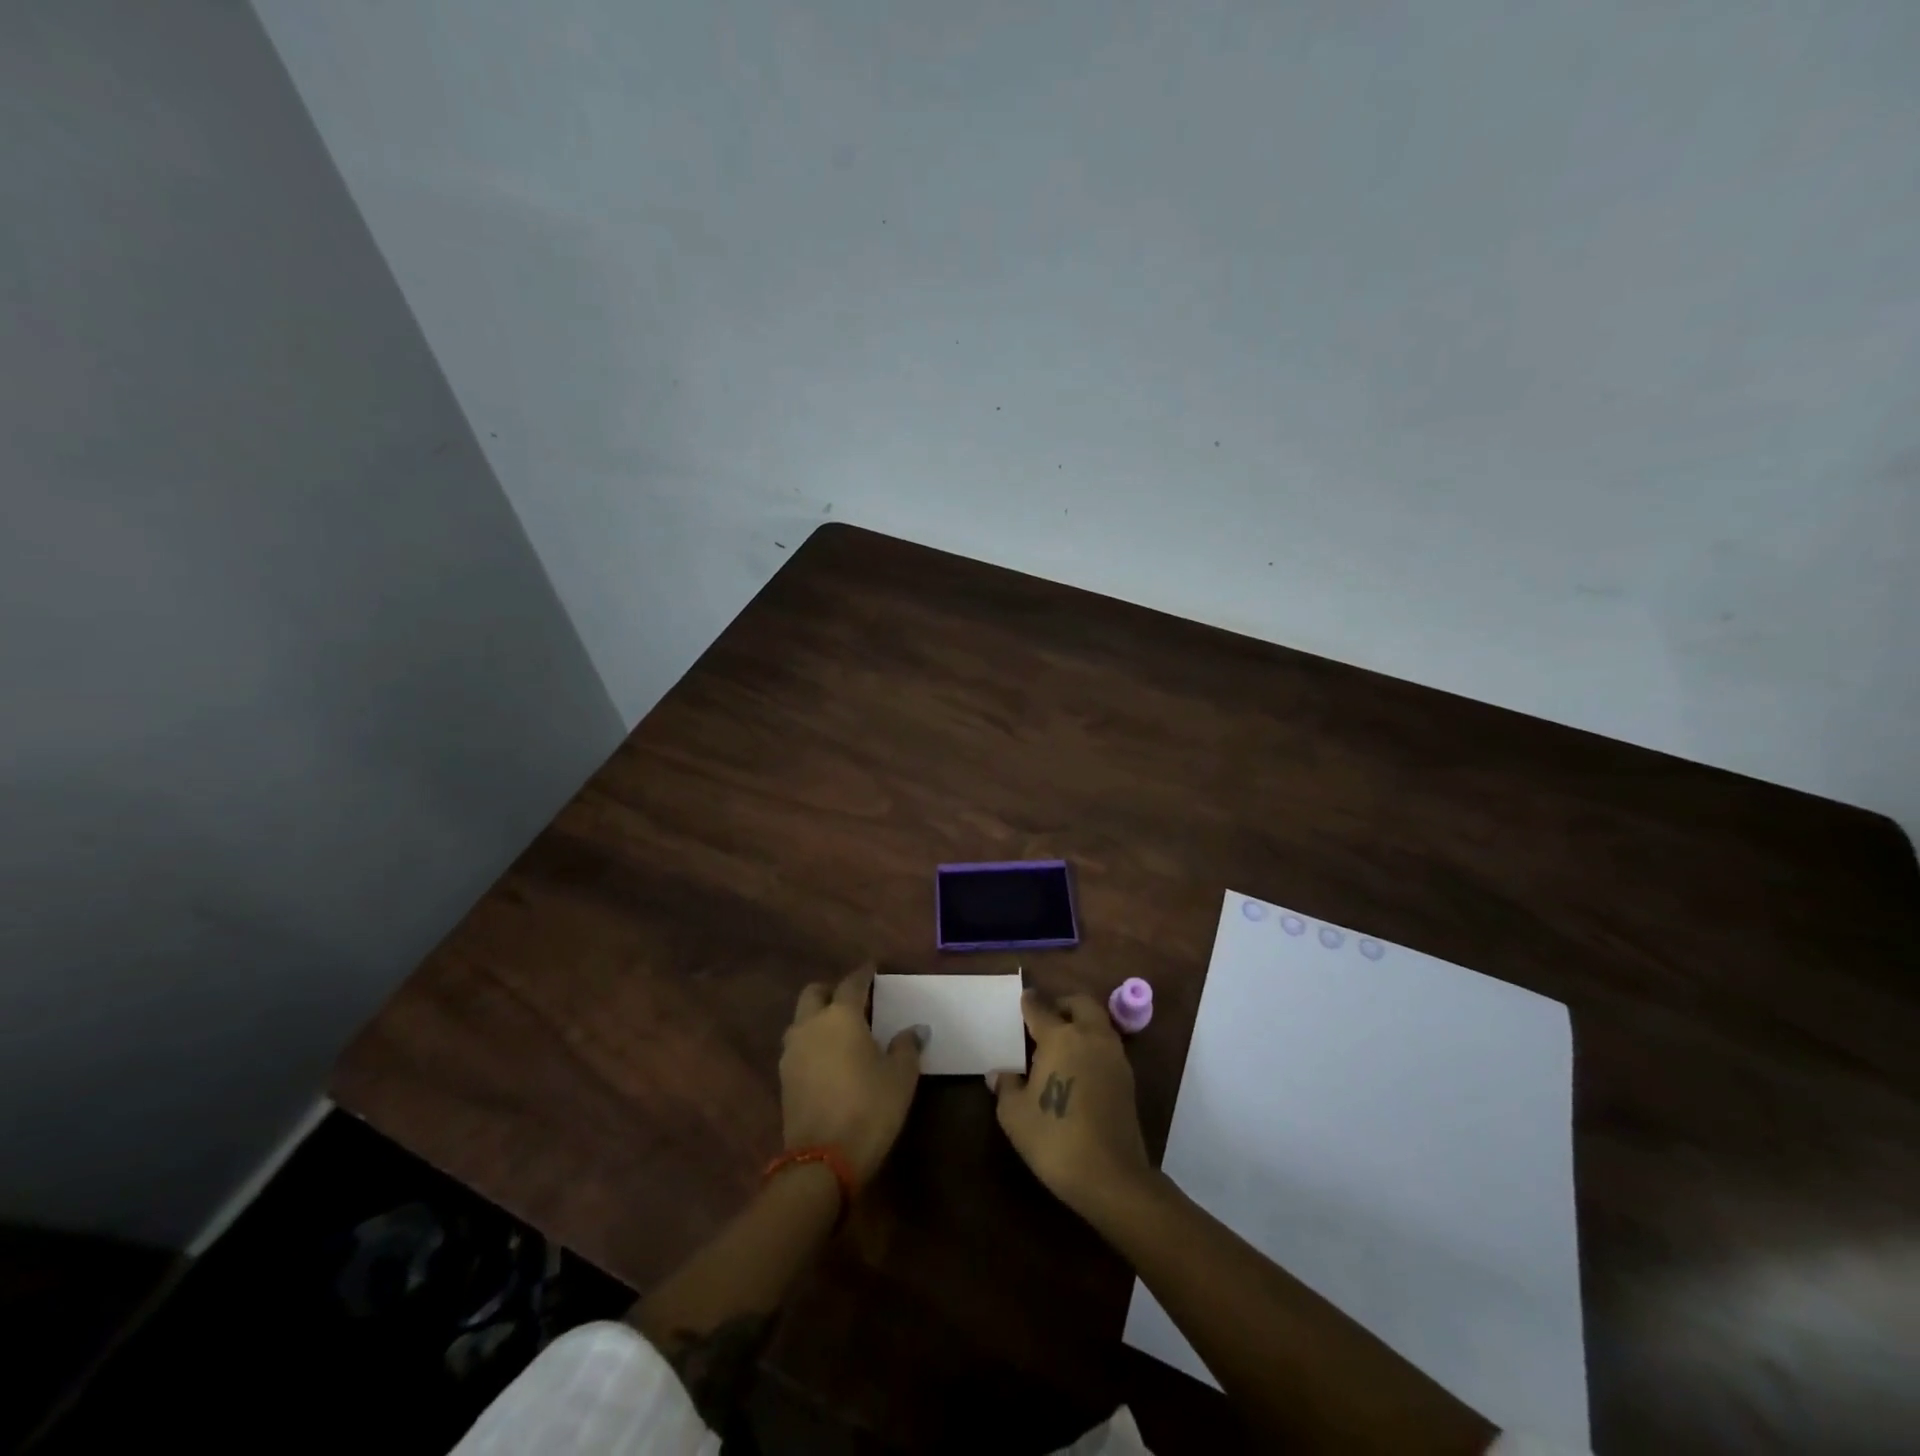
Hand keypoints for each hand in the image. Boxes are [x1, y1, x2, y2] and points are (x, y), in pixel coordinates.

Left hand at [780, 964, 922, 1184]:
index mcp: (841, 1016)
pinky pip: (797, 1046)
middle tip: (852, 1000)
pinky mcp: (784, 1078)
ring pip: (801, 1020)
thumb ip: (906, 1046)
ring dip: (817, 1017)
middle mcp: (811, 1025)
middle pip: (814, 993)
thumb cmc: (869, 1108)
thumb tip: (915, 1030)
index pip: (852, 983)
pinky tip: (828, 1059)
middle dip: (831, 990)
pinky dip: (811, 1043)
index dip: (864, 973)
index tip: (872, 968)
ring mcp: (792, 1052)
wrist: (823, 1160)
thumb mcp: (901, 1077)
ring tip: (839, 1031)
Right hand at [995, 991, 1152, 1220]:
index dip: (1029, 1002)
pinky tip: (1078, 1067)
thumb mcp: (1015, 1115)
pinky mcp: (1127, 1078)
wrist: (1110, 1175)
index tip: (1023, 999)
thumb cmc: (1054, 1138)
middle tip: (1046, 1018)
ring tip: (1061, 1044)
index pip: (1040, 1008)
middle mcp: (1090, 1037)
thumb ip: (1006, 1087)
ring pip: (1098, 1023)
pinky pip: (1107, 1046)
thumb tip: (998, 1074)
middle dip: (1062, 1004)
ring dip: (1081, 1023)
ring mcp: (1113, 1056)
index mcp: (1060, 1037)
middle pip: (1079, 1004)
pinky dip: (1093, 1045)